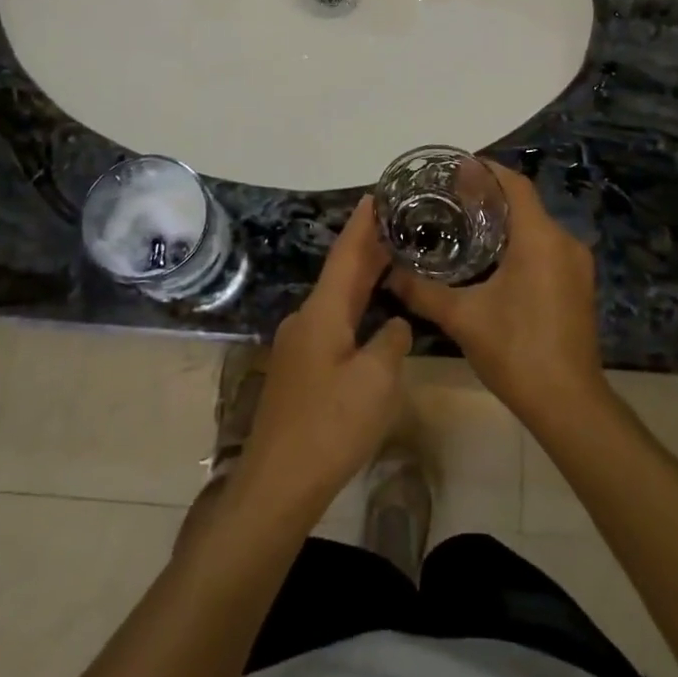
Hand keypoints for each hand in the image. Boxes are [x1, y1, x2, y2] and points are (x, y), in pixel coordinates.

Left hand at [234, 198, 411, 519]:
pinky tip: (373, 314)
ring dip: (363, 278)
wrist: (278, 482)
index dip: (362, 224)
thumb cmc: (330, 426)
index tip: (378, 194)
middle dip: (368, 247)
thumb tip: (395, 325)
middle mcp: (306, 320)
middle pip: (341, 274)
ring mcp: (299, 345)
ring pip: (337, 300)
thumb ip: (391, 342)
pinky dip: (356, 307)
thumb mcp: (376, 381)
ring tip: (393, 259)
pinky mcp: (301, 369)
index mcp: (322, 313)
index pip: (346, 255)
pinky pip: (333, 323)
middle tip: (399, 223)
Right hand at [388, 161, 602, 428]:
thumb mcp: (462, 318)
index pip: (514, 185)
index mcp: (540, 238)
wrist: (569, 404)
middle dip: (489, 196)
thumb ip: (423, 291)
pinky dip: (520, 243)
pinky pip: (546, 248)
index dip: (485, 170)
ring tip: (464, 225)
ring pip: (537, 227)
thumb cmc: (516, 351)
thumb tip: (389, 274)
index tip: (454, 168)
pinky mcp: (579, 285)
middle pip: (525, 203)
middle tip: (449, 198)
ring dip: (505, 221)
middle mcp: (564, 242)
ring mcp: (576, 265)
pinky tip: (492, 260)